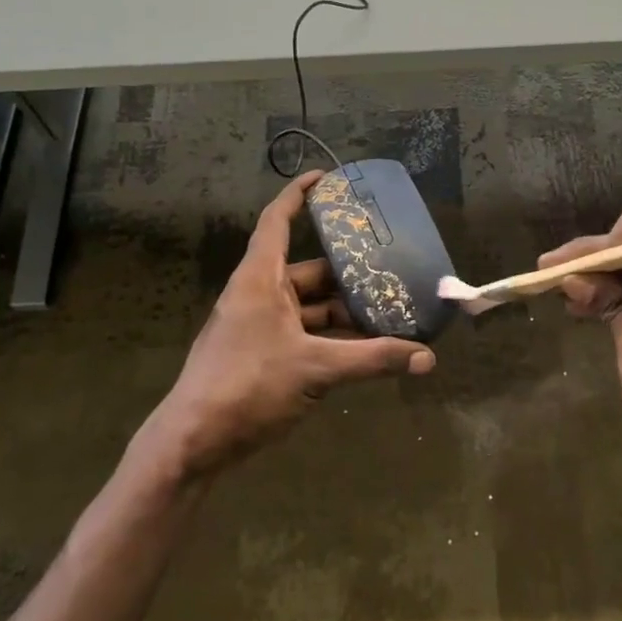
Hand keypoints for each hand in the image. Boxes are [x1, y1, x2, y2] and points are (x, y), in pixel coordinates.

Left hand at [146, 172, 435, 481]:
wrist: (194, 441)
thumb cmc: (248, 386)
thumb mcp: (316, 368)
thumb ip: (373, 360)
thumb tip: (427, 358)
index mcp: (260, 279)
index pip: (277, 221)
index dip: (299, 195)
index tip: (326, 178)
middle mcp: (258, 294)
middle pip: (309, 271)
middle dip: (348, 274)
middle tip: (390, 270)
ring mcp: (258, 326)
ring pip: (309, 307)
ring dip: (344, 313)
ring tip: (389, 314)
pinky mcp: (261, 355)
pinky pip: (304, 333)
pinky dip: (331, 338)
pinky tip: (364, 350)